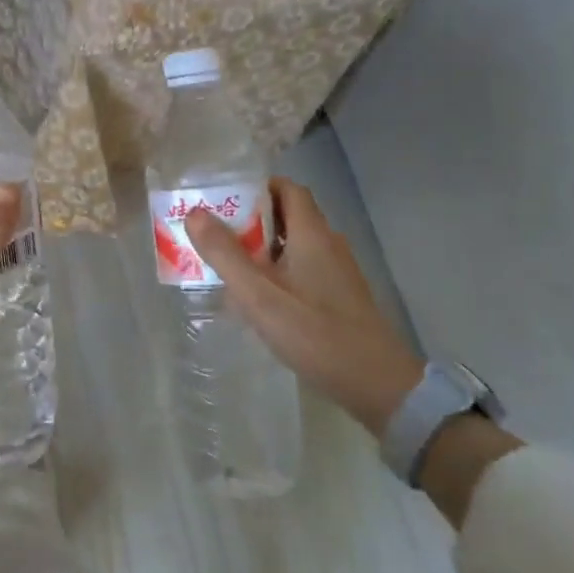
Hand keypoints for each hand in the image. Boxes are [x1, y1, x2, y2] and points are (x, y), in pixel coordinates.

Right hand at [186, 177, 424, 434]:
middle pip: (287, 215)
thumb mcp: (259, 295)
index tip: (223, 199)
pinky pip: (302, 268)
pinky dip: (277, 270)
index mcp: (311, 234)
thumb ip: (225, 254)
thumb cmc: (315, 334)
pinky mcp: (339, 296)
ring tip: (227, 265)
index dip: (255, 187)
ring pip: (293, 244)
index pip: (287, 189)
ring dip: (261, 248)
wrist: (378, 385)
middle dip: (250, 219)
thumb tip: (195, 213)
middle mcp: (328, 243)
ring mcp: (337, 271)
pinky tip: (258, 298)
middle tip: (214, 234)